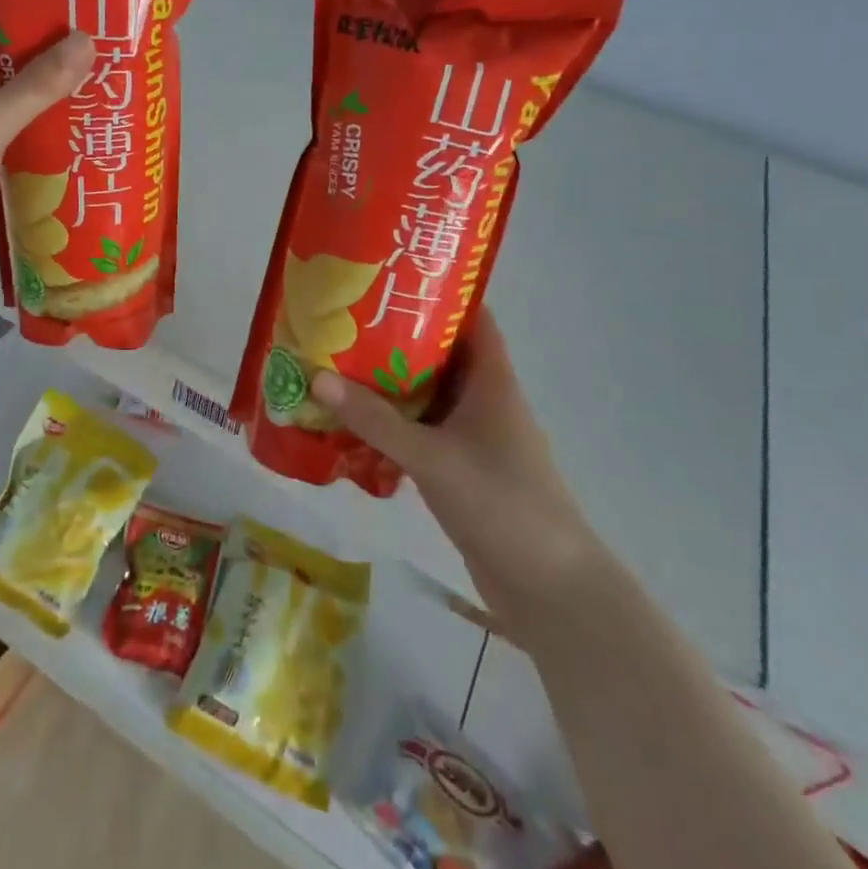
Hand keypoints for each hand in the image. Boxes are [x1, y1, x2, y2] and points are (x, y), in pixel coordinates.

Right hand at [311, 313, 610, 644]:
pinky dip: (391, 423)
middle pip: (440, 353)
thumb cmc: (501, 504)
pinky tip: (352, 422)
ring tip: (337, 363)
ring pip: (426, 395)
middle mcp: (484, 400)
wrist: (550, 590)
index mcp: (491, 381)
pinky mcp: (461, 469)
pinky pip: (420, 431)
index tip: (391, 278)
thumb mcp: (432, 456)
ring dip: (388, 383)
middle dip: (396, 336)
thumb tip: (317, 376)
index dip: (438, 292)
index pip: (472, 317)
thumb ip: (374, 419)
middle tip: (345, 319)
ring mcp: (474, 437)